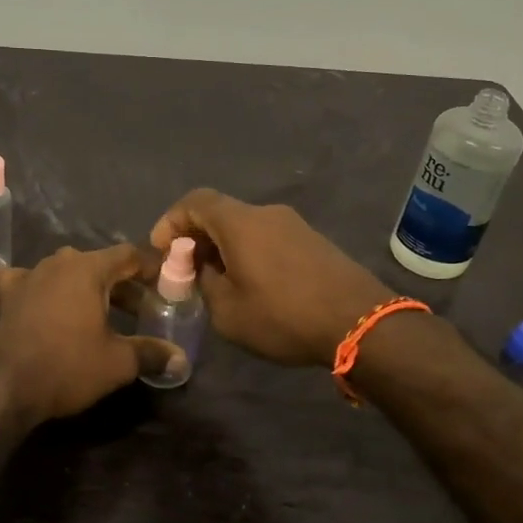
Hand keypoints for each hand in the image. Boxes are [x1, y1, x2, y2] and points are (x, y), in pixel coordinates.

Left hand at [0, 244, 184, 423]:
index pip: (128, 254)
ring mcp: (29, 276)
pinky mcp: (7, 295)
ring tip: (100, 311)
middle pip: (98, 263)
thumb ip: (151, 353)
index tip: (165, 283)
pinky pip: (28, 281)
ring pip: (65, 271)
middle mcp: (58, 263)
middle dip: (121, 283)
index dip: (150, 267)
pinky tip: (42, 301)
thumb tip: (180, 359)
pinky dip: (40, 288)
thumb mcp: (118, 362)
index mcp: (88, 268)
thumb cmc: (68, 366)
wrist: (5, 386)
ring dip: (85, 286)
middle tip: (140, 309)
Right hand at [150, 189, 392, 365]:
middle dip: (196, 238)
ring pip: (245, 227)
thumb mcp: (227, 311)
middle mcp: (266, 213)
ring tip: (218, 282)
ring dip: (224, 247)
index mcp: (240, 222)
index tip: (162, 250)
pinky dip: (249, 252)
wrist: (360, 322)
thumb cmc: (283, 315)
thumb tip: (203, 269)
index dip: (172, 221)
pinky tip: (252, 284)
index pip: (195, 201)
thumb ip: (205, 283)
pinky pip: (268, 238)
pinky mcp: (313, 241)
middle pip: (221, 213)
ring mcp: (294, 225)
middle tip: (186, 270)